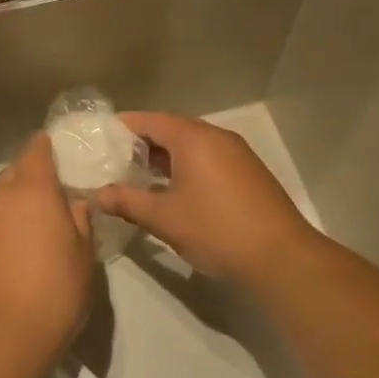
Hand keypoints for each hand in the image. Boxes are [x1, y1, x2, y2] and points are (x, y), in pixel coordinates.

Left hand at [0, 135, 92, 359]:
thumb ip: (80, 221)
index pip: (36, 151)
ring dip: (12, 206)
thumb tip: (74, 203)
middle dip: (28, 176)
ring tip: (30, 228)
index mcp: (34, 192)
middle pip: (13, 174)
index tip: (54, 148)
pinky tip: (10, 256)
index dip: (44, 146)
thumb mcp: (84, 255)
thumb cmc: (57, 290)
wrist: (6, 336)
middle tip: (48, 192)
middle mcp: (0, 200)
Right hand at [95, 113, 318, 284]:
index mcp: (194, 139)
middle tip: (113, 159)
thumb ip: (127, 202)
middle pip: (172, 129)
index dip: (123, 127)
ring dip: (165, 157)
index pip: (150, 120)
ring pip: (192, 146)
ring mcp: (237, 155)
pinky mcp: (248, 173)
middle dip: (142, 143)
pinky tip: (172, 190)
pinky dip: (186, 167)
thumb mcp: (164, 218)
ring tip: (137, 175)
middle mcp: (217, 138)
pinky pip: (208, 159)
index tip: (99, 137)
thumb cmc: (216, 230)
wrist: (281, 257)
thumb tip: (98, 194)